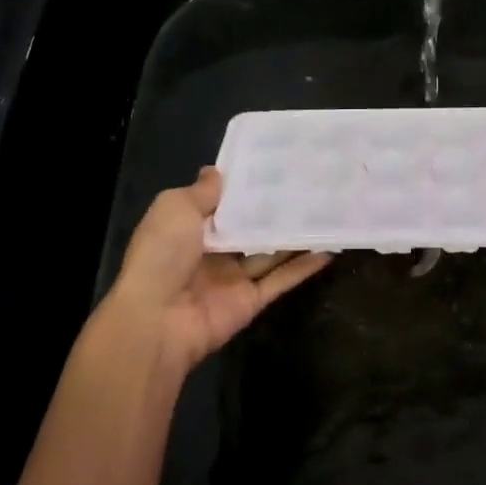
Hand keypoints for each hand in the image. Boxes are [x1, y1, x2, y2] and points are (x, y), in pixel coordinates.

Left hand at [104, 168, 330, 376]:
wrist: (156, 320)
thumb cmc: (162, 254)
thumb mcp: (175, 208)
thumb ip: (201, 191)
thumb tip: (216, 171)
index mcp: (189, 228)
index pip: (222, 203)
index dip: (245, 186)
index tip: (275, 164)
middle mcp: (212, 252)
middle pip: (250, 226)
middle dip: (274, 208)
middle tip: (309, 182)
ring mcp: (233, 278)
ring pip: (270, 252)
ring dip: (295, 235)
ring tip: (326, 209)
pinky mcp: (251, 301)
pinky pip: (281, 280)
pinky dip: (304, 267)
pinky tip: (328, 248)